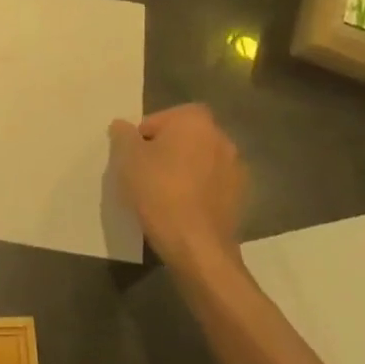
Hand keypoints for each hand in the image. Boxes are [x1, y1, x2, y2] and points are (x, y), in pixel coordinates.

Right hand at [108, 104, 245, 272]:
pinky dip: (198, 190)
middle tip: (144, 172)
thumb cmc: (159, 191)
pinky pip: (211, 184)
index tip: (133, 157)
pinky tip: (182, 209)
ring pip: (199, 161)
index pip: (161, 118)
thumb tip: (123, 126)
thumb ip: (123, 134)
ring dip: (184, 170)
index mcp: (195, 120)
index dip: (143, 136)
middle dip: (165, 150)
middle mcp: (221, 137)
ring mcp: (236, 168)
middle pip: (183, 137)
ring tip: (163, 193)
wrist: (197, 245)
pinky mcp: (241, 196)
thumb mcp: (127, 158)